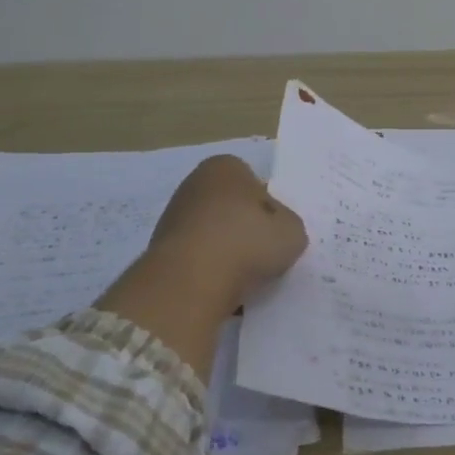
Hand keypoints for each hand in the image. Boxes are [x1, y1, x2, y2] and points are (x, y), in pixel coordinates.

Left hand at [95, 155, 306, 379]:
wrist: (191, 282)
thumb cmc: (247, 242)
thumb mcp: (293, 232)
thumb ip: (288, 225)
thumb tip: (276, 231)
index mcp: (225, 167)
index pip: (256, 184)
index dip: (271, 209)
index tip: (277, 232)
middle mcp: (194, 184)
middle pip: (232, 208)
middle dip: (246, 229)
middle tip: (264, 254)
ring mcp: (173, 217)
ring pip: (215, 234)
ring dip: (229, 251)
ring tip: (245, 276)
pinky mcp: (161, 250)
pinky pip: (199, 258)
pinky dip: (211, 270)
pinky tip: (223, 287)